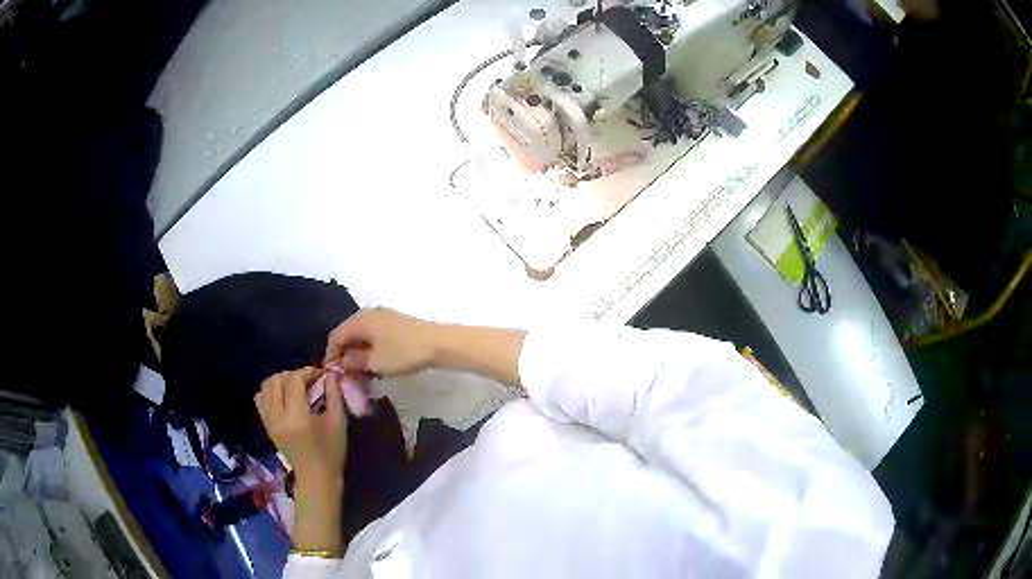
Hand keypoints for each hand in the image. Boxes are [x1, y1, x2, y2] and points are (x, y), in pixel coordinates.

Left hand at [255, 368, 346, 553]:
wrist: (316, 478)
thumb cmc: (331, 453)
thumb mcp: (338, 423)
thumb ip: (333, 395)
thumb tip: (330, 374)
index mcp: (296, 417)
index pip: (294, 380)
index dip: (307, 371)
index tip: (321, 374)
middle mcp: (278, 416)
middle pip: (276, 380)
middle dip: (293, 374)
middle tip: (308, 380)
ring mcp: (269, 421)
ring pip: (266, 387)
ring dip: (280, 381)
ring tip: (295, 387)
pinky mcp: (266, 425)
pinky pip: (261, 399)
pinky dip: (270, 392)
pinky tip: (284, 397)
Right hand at [324, 308, 439, 377]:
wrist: (438, 343)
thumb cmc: (403, 352)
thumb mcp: (375, 362)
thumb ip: (354, 362)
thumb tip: (342, 362)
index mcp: (359, 320)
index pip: (335, 336)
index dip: (331, 355)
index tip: (332, 373)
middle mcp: (368, 314)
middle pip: (347, 334)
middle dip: (344, 354)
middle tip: (346, 374)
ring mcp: (382, 317)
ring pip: (361, 335)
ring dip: (357, 353)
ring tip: (360, 372)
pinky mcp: (394, 323)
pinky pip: (373, 335)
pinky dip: (369, 348)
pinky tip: (375, 363)